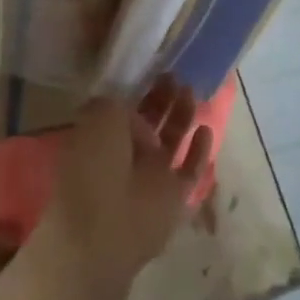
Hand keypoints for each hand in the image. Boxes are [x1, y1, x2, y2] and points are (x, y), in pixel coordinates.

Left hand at [36, 81, 212, 299]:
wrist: (104, 229)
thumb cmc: (94, 165)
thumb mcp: (99, 116)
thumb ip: (118, 103)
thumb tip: (138, 115)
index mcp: (100, 137)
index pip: (121, 109)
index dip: (137, 90)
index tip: (152, 70)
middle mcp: (125, 156)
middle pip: (149, 121)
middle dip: (162, 99)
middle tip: (175, 76)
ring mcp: (151, 177)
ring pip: (171, 141)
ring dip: (181, 117)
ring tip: (191, 91)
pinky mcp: (174, 196)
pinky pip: (191, 169)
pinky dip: (200, 151)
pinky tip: (206, 128)